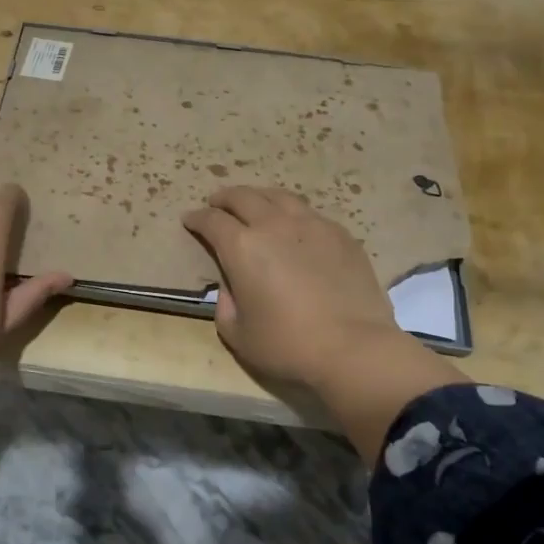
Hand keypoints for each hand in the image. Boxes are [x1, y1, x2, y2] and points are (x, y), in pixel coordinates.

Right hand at [183, 186, 461, 460]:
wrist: (354, 347)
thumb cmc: (288, 345)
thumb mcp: (237, 335)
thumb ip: (226, 304)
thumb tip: (231, 285)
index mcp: (242, 247)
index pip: (212, 221)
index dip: (197, 218)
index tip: (190, 220)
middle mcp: (274, 225)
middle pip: (243, 197)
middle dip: (224, 198)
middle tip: (216, 204)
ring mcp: (311, 224)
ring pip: (278, 196)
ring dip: (258, 197)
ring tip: (254, 205)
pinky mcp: (340, 234)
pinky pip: (308, 212)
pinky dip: (291, 212)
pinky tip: (293, 225)